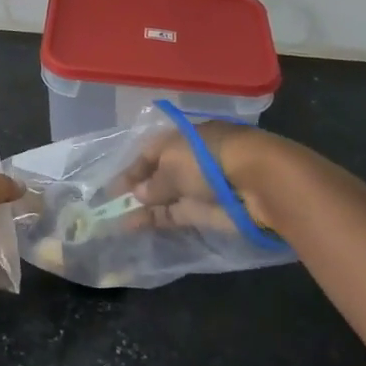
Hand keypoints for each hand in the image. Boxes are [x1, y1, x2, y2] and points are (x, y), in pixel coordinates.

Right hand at [121, 120, 280, 236]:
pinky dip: (155, 220)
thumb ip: (152, 183)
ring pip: (163, 198)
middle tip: (109, 206)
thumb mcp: (172, 165)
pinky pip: (174, 215)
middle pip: (156, 176)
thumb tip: (138, 194)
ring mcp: (196, 188)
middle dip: (135, 190)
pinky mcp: (204, 213)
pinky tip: (134, 227)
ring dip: (141, 209)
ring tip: (115, 222)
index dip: (130, 169)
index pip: (149, 153)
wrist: (256, 183)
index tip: (111, 187)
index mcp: (179, 138)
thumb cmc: (208, 159)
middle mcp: (187, 162)